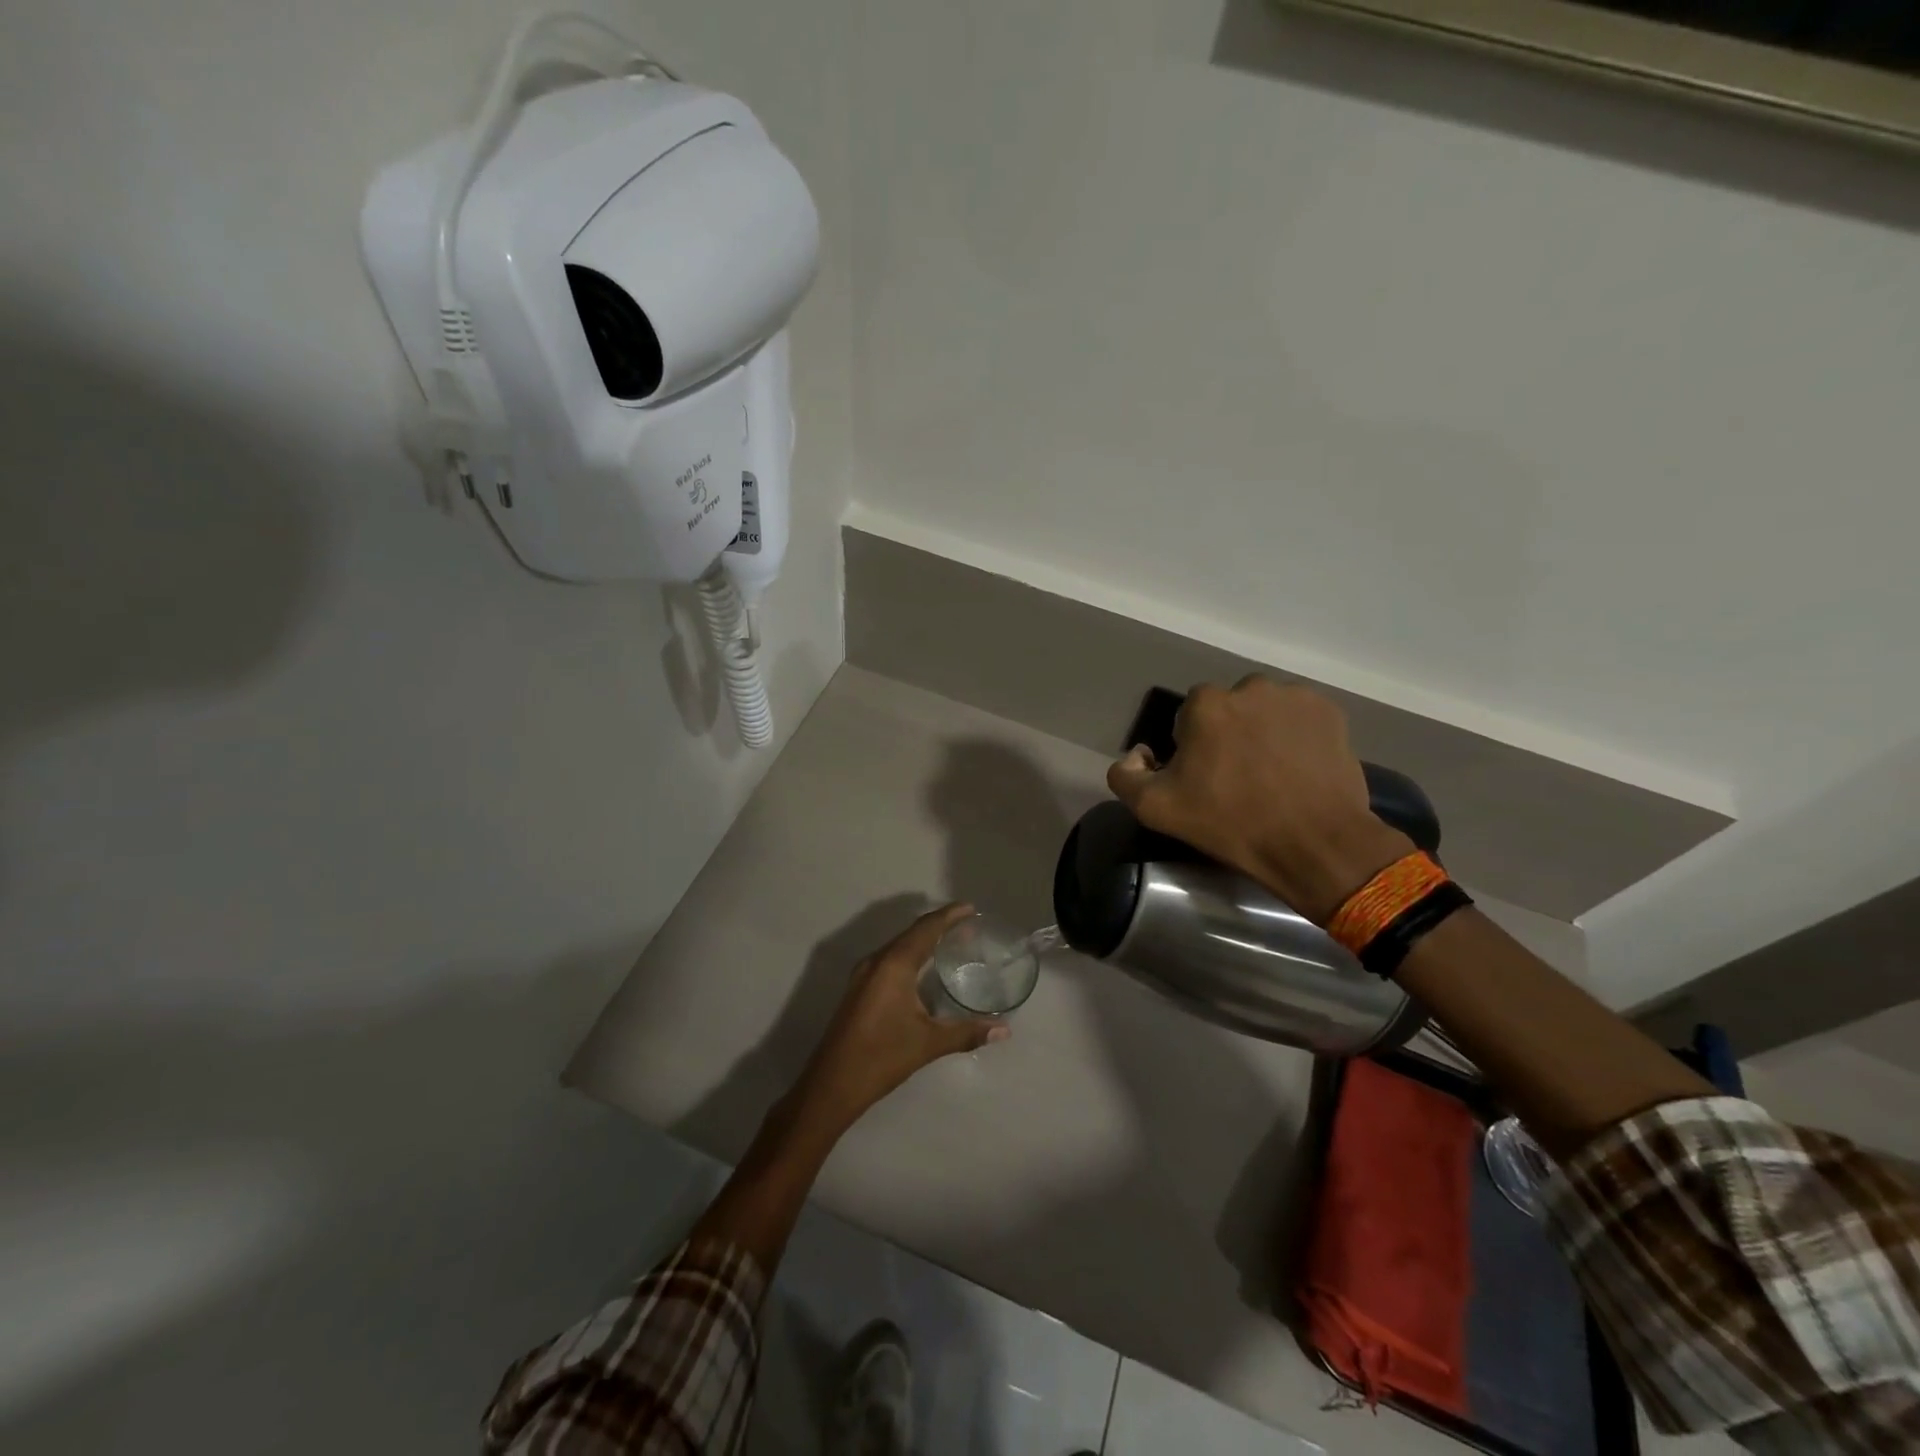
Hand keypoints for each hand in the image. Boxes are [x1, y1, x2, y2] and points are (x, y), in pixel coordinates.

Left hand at [791, 903, 1007, 1134]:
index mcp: (894, 965)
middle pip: (911, 933)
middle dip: (939, 926)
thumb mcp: (928, 1043)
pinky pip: (889, 959)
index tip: (970, 909)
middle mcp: (876, 961)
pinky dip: (910, 954)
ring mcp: (863, 974)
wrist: (831, 1085)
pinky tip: (922, 969)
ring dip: (923, 940)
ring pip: (898, 945)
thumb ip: (967, 1033)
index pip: (926, 929)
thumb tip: (1004, 1030)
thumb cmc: (881, 1057)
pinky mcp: (858, 989)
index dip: (949, 915)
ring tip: (950, 943)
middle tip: (967, 926)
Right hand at [1106, 677, 1411, 923]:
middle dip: (1227, 734)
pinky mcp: (1330, 713)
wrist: (1315, 844)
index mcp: (1206, 704)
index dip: (1191, 747)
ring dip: (1262, 732)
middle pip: (1228, 709)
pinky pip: (1300, 718)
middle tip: (1237, 777)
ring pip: (1265, 711)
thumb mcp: (1156, 809)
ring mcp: (1295, 698)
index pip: (1187, 717)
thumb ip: (1125, 775)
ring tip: (1272, 774)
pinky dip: (1296, 736)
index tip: (1202, 778)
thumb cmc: (1231, 823)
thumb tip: (1136, 755)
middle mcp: (1250, 688)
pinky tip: (1298, 769)